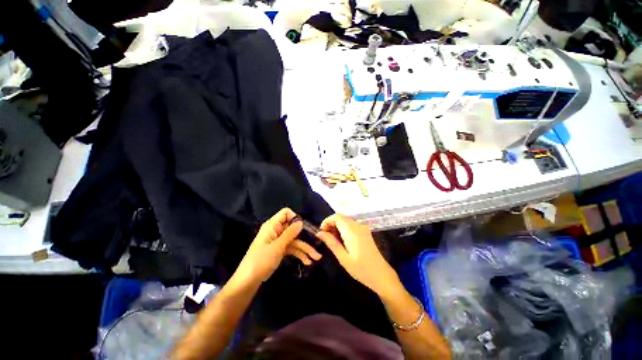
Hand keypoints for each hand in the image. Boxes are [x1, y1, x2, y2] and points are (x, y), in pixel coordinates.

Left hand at [232, 208, 321, 285]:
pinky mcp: (280, 249)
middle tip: (316, 245)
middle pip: (294, 228)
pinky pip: (292, 248)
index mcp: (272, 225)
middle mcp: (277, 230)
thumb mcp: (277, 246)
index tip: (303, 227)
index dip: (295, 218)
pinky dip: (299, 254)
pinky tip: (307, 261)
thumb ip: (290, 233)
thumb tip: (301, 222)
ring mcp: (279, 240)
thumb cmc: (261, 260)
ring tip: (316, 257)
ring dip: (305, 248)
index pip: (286, 213)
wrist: (249, 280)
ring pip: (295, 240)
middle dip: (305, 237)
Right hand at [316, 214, 400, 297]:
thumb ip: (331, 243)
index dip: (327, 221)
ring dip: (337, 226)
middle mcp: (358, 226)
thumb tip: (319, 233)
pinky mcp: (365, 231)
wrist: (381, 274)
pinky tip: (342, 241)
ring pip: (346, 221)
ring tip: (333, 240)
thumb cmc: (361, 269)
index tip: (321, 231)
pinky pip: (351, 225)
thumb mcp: (343, 258)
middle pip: (341, 217)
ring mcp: (363, 228)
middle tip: (325, 237)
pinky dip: (344, 229)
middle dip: (331, 224)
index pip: (337, 217)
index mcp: (352, 231)